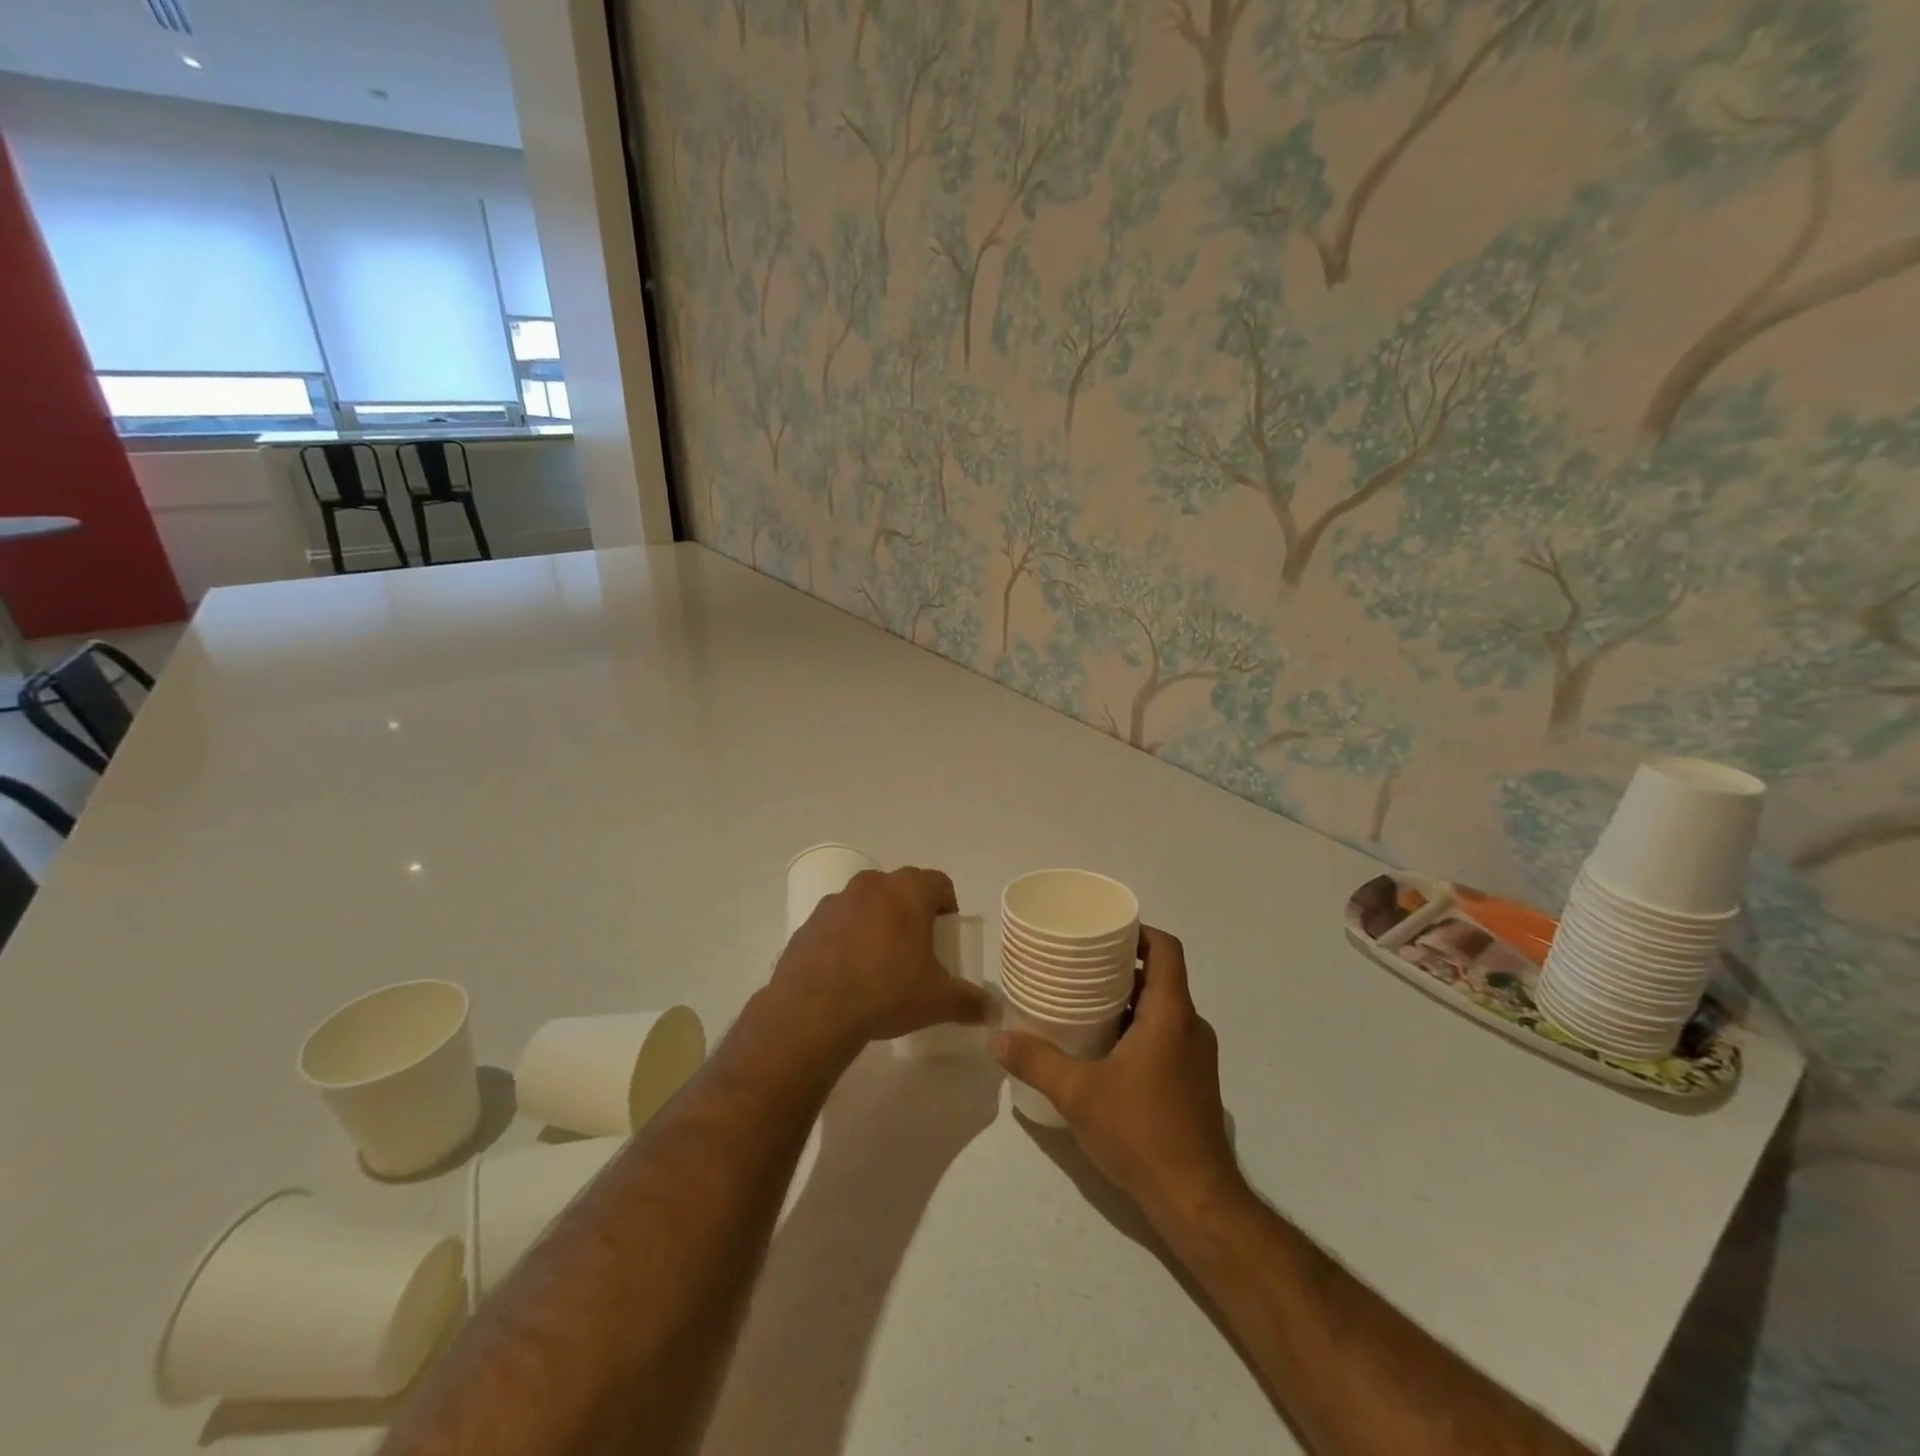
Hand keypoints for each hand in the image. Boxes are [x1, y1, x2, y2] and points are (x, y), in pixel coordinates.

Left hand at [773, 867, 988, 1049]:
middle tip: (916, 947)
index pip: (939, 882)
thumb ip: (969, 1002)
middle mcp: (872, 885)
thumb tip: (992, 1010)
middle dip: (911, 910)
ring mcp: (835, 902)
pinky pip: (836, 923)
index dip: (947, 905)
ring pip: (865, 902)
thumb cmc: (887, 992)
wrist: (814, 1010)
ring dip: (876, 921)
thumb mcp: (937, 1001)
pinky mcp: (808, 923)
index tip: (946, 933)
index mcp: (908, 892)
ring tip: (879, 961)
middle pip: (900, 887)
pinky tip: (846, 972)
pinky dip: (845, 937)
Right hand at [994, 926, 1244, 1228]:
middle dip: (1123, 966)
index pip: (1167, 949)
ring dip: (1129, 1000)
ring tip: (1085, 1002)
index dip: (1140, 931)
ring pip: (1163, 1009)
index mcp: (1171, 1014)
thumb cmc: (1142, 1133)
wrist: (1196, 1201)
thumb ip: (1036, 1061)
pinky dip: (1139, 1028)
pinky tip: (1104, 1049)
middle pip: (1162, 977)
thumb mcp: (1078, 1094)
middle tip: (1080, 965)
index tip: (1104, 930)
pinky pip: (1167, 1036)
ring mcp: (1196, 1057)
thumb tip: (995, 1038)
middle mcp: (1191, 1027)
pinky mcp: (1194, 1082)